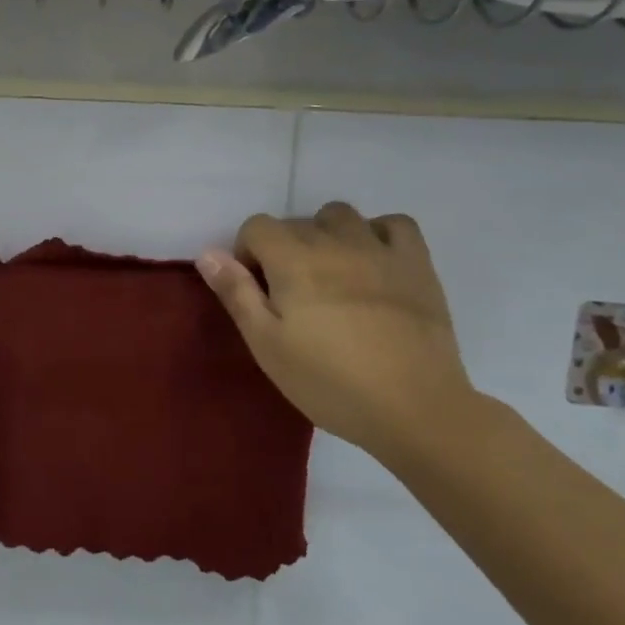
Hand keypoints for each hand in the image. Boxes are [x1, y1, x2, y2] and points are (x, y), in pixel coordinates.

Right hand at [197, 203, 478, 457]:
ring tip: (330, 274)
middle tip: (292, 295)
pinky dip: (378, 234)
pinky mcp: (417, 264)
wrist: (415, 408)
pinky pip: (394, 224)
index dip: (248, 253)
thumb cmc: (330, 382)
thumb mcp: (267, 345)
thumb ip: (236, 293)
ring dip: (326, 235)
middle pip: (296, 222)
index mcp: (293, 260)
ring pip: (341, 216)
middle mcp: (334, 242)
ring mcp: (379, 249)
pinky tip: (373, 262)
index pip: (257, 226)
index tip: (257, 290)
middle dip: (284, 249)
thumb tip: (207, 254)